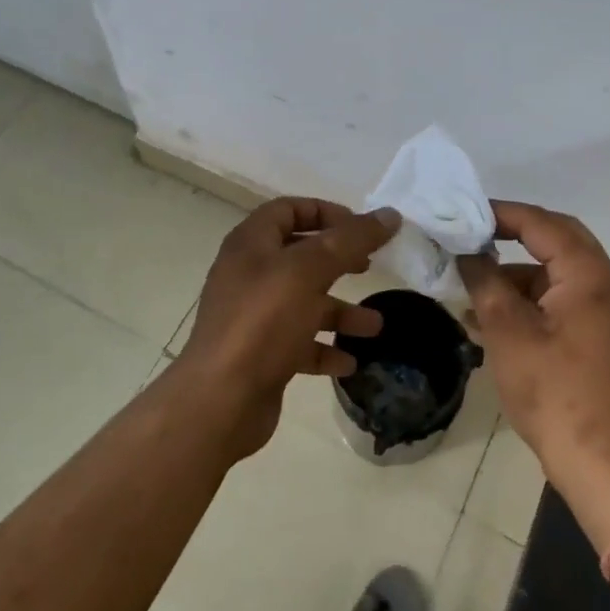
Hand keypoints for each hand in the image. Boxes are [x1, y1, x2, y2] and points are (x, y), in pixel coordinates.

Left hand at [174, 198, 400, 459]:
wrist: (221, 400)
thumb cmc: (263, 322)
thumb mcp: (310, 271)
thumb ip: (351, 240)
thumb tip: (389, 215)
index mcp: (251, 244)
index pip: (288, 210)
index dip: (325, 212)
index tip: (361, 228)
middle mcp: (249, 274)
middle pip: (300, 255)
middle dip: (339, 261)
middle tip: (370, 268)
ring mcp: (253, 316)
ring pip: (304, 302)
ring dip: (340, 311)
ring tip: (375, 327)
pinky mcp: (260, 353)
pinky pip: (299, 342)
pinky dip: (325, 348)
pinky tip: (350, 362)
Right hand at [458, 202, 609, 519]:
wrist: (602, 462)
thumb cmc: (553, 391)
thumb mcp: (507, 331)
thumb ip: (484, 281)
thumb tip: (467, 252)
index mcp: (590, 273)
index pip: (541, 223)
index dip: (500, 214)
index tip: (463, 214)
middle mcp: (608, 282)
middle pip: (556, 240)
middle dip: (511, 237)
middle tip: (471, 237)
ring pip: (557, 272)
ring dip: (516, 275)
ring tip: (471, 290)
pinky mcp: (604, 334)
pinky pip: (563, 299)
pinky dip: (531, 300)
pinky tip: (492, 319)